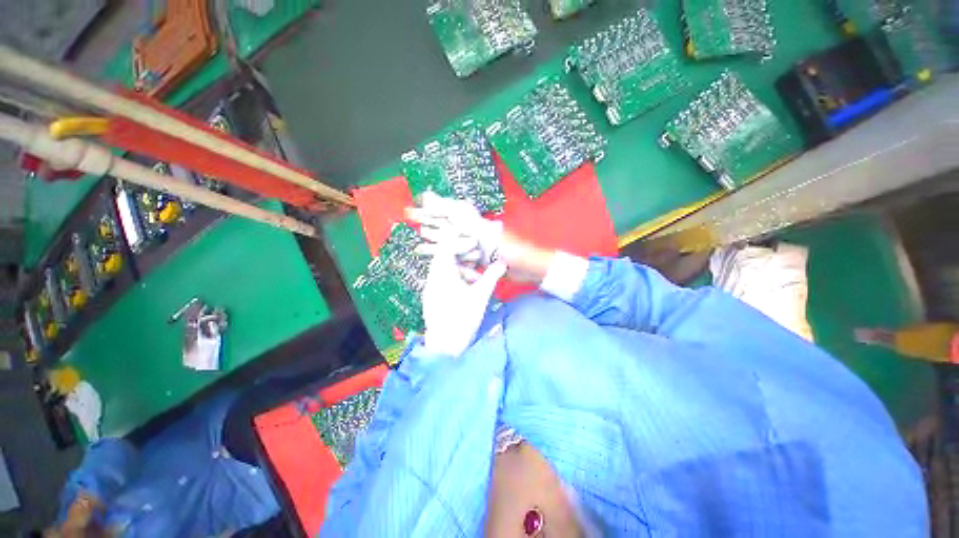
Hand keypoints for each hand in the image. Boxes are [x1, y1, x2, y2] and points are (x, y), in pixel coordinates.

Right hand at [407, 193, 555, 284]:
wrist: (524, 266)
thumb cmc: (505, 246)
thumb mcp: (477, 229)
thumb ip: (453, 213)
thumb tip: (429, 195)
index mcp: (471, 220)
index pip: (445, 209)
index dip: (430, 207)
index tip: (414, 204)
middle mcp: (472, 229)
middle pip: (445, 223)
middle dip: (428, 221)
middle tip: (409, 218)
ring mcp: (475, 244)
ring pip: (450, 240)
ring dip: (435, 240)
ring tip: (417, 242)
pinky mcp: (478, 258)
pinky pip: (459, 256)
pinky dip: (448, 257)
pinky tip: (440, 260)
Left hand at [421, 242, 506, 357]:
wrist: (445, 345)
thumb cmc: (463, 318)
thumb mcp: (481, 295)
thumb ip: (492, 276)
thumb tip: (503, 263)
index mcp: (442, 273)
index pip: (447, 246)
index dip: (462, 242)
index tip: (476, 245)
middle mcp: (433, 277)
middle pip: (445, 256)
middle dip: (463, 255)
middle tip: (479, 258)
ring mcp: (431, 287)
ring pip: (445, 268)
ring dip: (462, 268)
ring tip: (477, 277)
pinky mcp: (433, 296)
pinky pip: (443, 279)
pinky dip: (457, 278)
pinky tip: (469, 288)